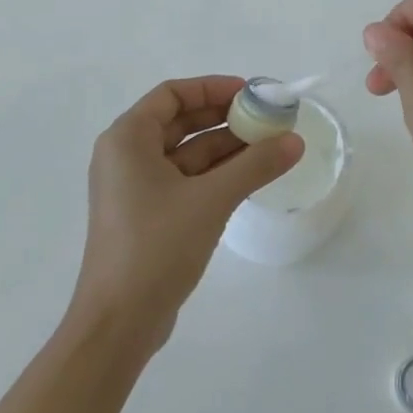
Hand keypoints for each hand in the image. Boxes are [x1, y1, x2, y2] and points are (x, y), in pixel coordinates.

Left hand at [72, 75, 303, 349]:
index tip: (250, 92)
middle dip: (224, 117)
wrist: (118, 325)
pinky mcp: (147, 215)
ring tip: (269, 146)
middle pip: (180, 121)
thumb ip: (255, 165)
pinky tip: (249, 177)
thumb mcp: (212, 199)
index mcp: (127, 139)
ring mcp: (135, 188)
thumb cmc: (156, 247)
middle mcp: (126, 156)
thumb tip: (295, 140)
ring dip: (225, 147)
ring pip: (186, 153)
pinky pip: (185, 180)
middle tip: (266, 118)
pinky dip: (215, 174)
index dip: (212, 87)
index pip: (172, 94)